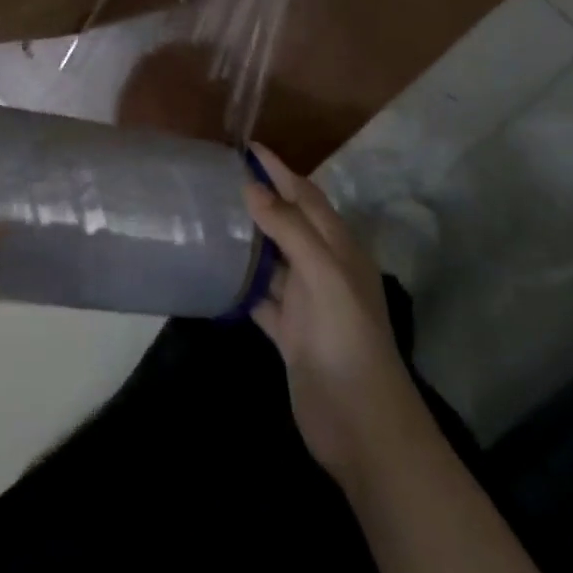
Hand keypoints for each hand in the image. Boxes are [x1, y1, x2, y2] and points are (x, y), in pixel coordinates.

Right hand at [245, 146, 424, 492]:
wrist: (363, 427)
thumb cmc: (349, 341)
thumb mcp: (326, 277)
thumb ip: (291, 231)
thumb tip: (254, 187)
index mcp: (339, 249)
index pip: (306, 196)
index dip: (280, 169)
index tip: (247, 146)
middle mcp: (322, 269)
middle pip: (288, 223)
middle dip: (261, 198)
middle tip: (218, 177)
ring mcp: (306, 303)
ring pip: (271, 259)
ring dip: (247, 239)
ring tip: (209, 216)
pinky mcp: (289, 333)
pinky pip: (259, 298)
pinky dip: (240, 285)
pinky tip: (214, 273)